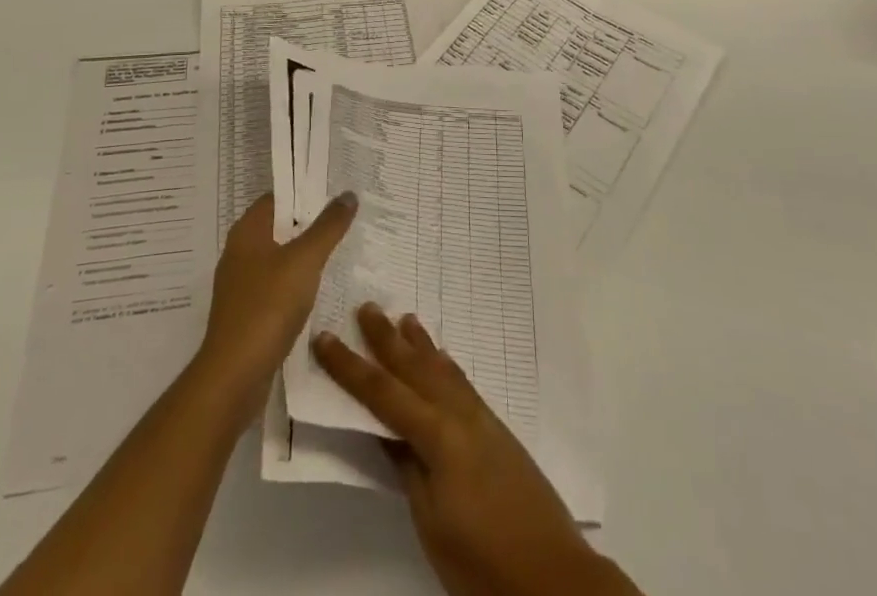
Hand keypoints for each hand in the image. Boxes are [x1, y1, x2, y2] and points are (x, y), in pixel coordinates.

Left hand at [197, 191, 355, 418]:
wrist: (234, 376)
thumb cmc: (268, 306)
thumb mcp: (305, 260)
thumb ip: (328, 227)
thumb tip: (348, 194)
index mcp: (247, 231)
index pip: (278, 197)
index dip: (306, 191)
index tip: (336, 191)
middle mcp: (240, 252)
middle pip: (280, 226)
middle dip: (310, 223)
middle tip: (346, 219)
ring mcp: (242, 284)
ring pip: (280, 257)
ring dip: (305, 255)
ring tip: (340, 251)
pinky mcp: (248, 313)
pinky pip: (277, 285)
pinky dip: (297, 282)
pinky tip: (321, 289)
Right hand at [313, 304, 635, 595]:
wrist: (551, 574)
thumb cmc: (480, 558)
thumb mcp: (430, 521)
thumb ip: (407, 468)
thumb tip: (385, 430)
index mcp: (437, 435)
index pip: (382, 393)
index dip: (350, 367)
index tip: (325, 338)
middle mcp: (459, 414)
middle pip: (415, 368)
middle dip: (386, 339)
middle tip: (365, 307)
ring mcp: (481, 419)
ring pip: (442, 370)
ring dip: (420, 345)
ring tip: (404, 319)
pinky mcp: (496, 430)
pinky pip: (462, 384)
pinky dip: (445, 365)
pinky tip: (442, 362)